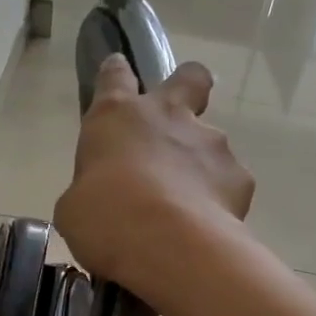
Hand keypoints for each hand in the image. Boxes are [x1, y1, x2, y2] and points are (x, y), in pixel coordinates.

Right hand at [54, 54, 253, 304]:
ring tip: (189, 206)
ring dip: (201, 164)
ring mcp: (210, 143)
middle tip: (181, 114)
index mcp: (117, 116)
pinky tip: (208, 225)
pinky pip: (229, 182)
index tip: (118, 72)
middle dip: (189, 87)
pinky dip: (220, 200)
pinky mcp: (239, 175)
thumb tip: (100, 198)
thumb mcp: (76, 207)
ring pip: (211, 142)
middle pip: (189, 78)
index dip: (117, 73)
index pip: (115, 76)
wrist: (164, 243)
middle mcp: (168, 117)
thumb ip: (92, 190)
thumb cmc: (103, 219)